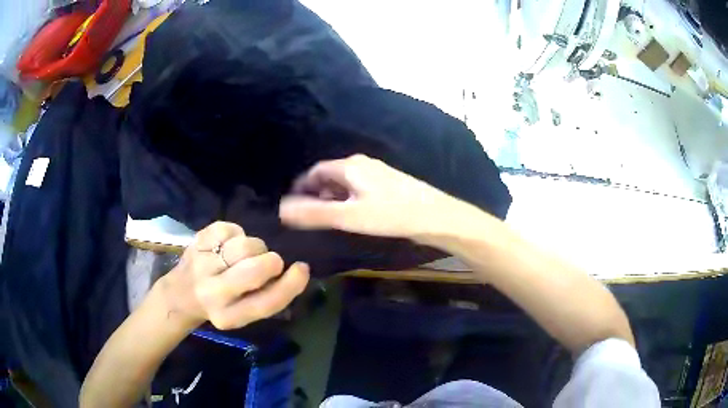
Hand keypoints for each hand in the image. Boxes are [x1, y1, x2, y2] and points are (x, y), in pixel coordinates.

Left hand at [159, 221, 309, 330]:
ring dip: (255, 247)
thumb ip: (268, 297)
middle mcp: (212, 293)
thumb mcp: (243, 313)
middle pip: (256, 268)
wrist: (180, 294)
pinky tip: (229, 245)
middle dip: (272, 261)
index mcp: (229, 316)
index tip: (302, 269)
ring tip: (245, 255)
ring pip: (245, 245)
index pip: (267, 302)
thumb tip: (296, 271)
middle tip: (268, 263)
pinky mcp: (197, 241)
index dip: (291, 284)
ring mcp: (202, 264)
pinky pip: (231, 228)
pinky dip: (237, 234)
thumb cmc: (219, 305)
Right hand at [279, 154, 462, 240]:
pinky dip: (347, 200)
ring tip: (325, 219)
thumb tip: (281, 210)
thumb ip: (314, 214)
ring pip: (345, 183)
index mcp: (350, 166)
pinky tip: (351, 216)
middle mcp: (362, 164)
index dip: (301, 187)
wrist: (435, 216)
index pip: (315, 172)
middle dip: (315, 193)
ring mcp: (377, 174)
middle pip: (330, 176)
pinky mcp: (388, 185)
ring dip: (332, 198)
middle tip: (306, 215)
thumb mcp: (348, 216)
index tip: (292, 204)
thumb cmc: (390, 215)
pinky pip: (359, 189)